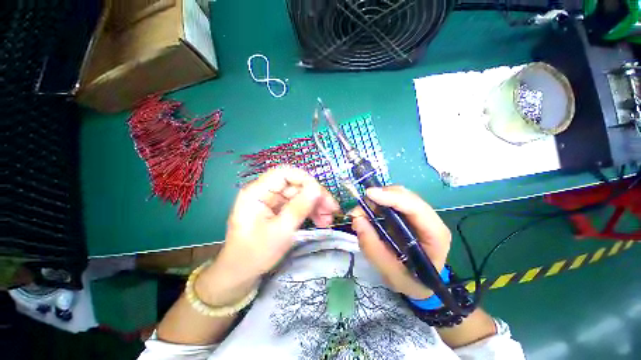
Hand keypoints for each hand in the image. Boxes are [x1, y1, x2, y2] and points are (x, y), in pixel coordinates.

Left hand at [196, 166, 339, 305]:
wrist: (241, 273)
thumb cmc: (255, 254)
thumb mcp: (280, 231)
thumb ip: (299, 208)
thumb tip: (317, 188)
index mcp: (257, 192)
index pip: (284, 173)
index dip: (305, 180)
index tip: (321, 195)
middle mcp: (265, 192)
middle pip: (295, 184)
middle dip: (315, 196)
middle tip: (332, 210)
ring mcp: (272, 201)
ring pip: (299, 194)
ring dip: (315, 205)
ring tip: (328, 219)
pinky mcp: (278, 209)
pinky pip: (297, 204)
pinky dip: (310, 211)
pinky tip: (321, 221)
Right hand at [351, 186, 450, 298]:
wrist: (420, 283)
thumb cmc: (410, 282)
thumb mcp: (391, 273)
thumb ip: (373, 249)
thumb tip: (357, 220)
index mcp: (435, 235)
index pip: (416, 208)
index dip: (392, 198)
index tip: (369, 195)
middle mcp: (430, 219)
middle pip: (405, 196)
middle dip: (380, 198)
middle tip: (358, 210)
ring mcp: (419, 214)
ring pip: (397, 195)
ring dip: (377, 200)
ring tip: (361, 213)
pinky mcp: (408, 214)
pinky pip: (392, 200)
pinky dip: (377, 203)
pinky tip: (368, 213)